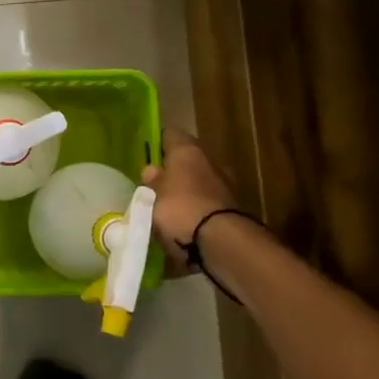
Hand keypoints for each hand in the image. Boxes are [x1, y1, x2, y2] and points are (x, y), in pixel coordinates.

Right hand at [141, 129, 241, 275]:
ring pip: (198, 181)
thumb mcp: (153, 196)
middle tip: (154, 184)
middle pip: (187, 159)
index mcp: (188, 151)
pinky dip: (196, 209)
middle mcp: (209, 161)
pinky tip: (183, 222)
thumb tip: (151, 170)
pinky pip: (206, 203)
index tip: (146, 153)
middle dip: (173, 170)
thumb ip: (152, 182)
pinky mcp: (231, 209)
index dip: (158, 142)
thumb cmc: (180, 209)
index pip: (170, 135)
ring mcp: (224, 185)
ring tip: (166, 207)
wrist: (221, 242)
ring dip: (186, 190)